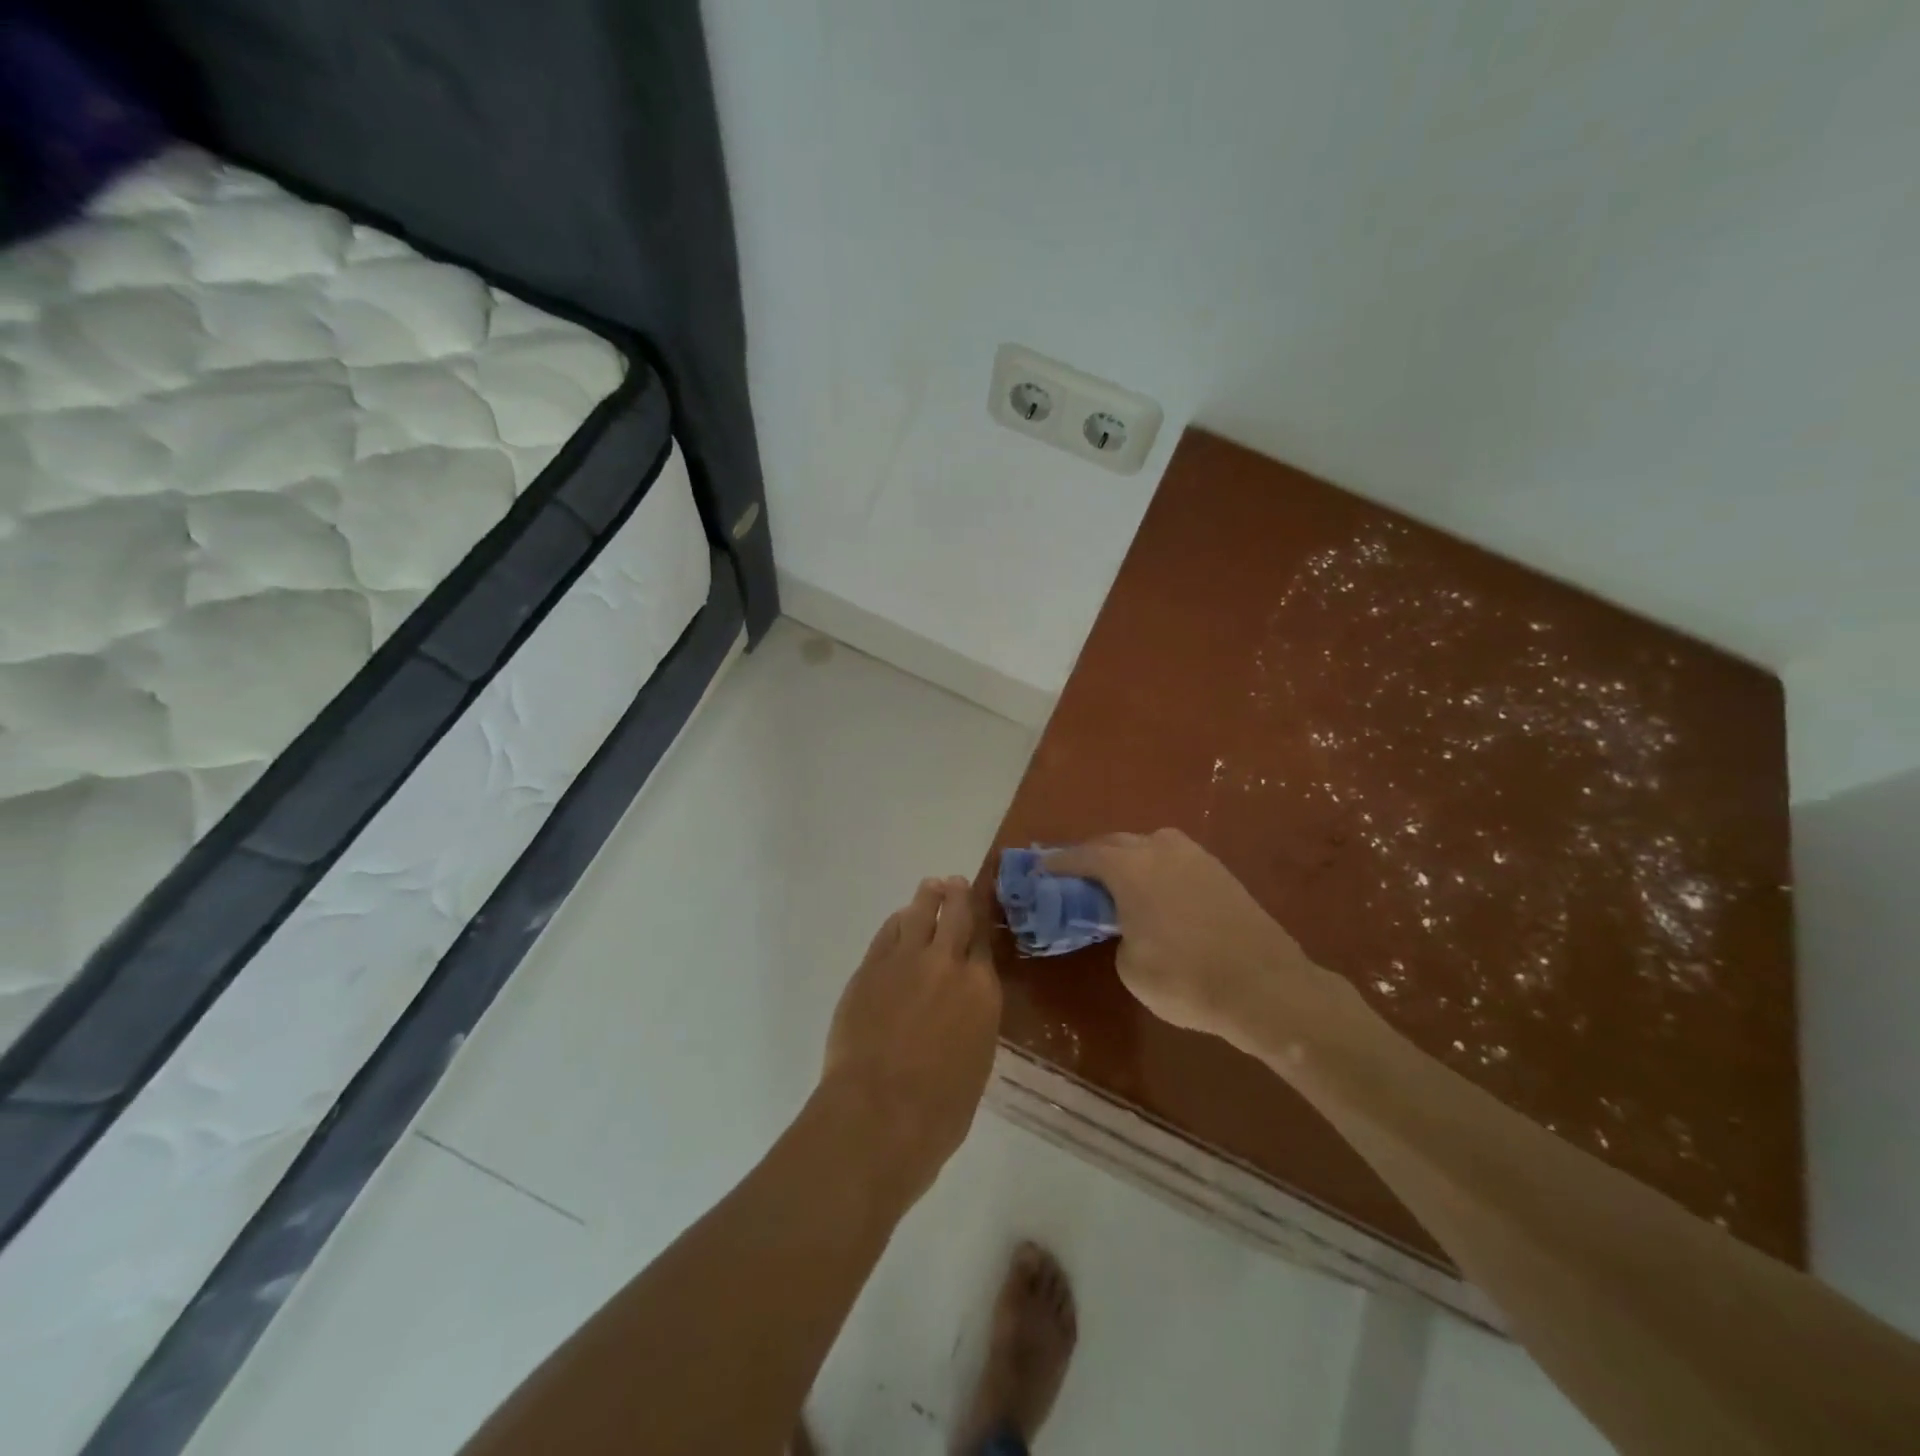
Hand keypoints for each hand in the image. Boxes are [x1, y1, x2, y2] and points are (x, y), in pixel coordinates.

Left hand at [818, 877, 1002, 1212]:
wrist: (879, 1113)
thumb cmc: (939, 1110)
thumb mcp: (974, 1062)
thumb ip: (971, 1023)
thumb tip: (960, 1010)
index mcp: (982, 991)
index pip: (984, 943)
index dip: (981, 924)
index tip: (979, 911)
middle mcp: (948, 964)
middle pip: (956, 916)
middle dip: (957, 896)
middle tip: (955, 883)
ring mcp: (906, 961)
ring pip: (919, 914)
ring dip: (927, 898)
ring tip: (931, 887)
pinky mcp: (871, 968)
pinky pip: (888, 933)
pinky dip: (897, 922)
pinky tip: (899, 920)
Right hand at [1046, 830, 1327, 1056]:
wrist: (1266, 987)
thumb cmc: (1186, 978)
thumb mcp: (1131, 966)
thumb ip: (1119, 934)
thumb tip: (1130, 927)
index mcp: (1129, 867)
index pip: (1082, 856)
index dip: (1058, 863)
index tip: (1041, 870)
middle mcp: (1159, 849)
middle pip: (1114, 842)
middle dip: (1092, 856)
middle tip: (1077, 878)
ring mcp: (1194, 856)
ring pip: (1148, 845)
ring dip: (1127, 858)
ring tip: (1118, 883)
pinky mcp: (1220, 871)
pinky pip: (1174, 858)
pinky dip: (1156, 868)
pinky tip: (1157, 891)